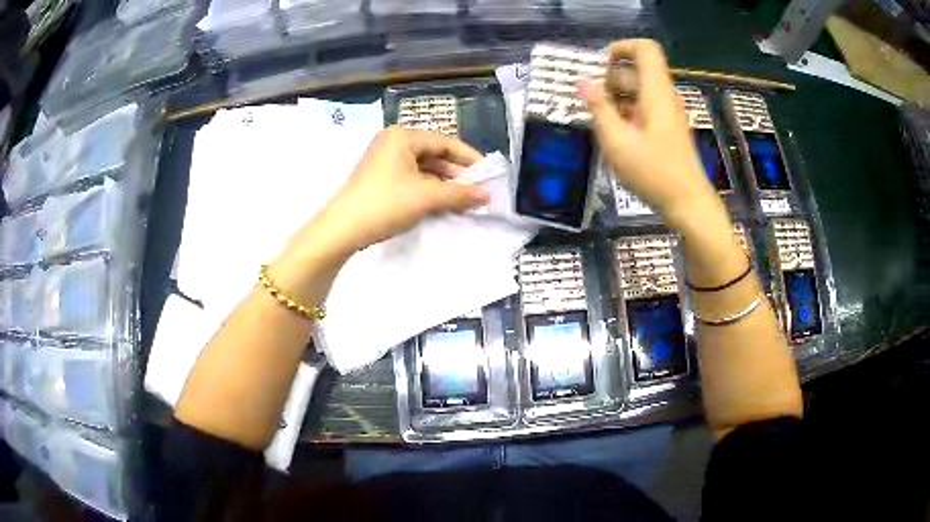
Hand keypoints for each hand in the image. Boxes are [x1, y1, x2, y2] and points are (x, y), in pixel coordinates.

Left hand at [317, 126, 488, 253]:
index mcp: (403, 136)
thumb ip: (460, 193)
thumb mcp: (426, 197)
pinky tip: (443, 204)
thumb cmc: (386, 204)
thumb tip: (487, 195)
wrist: (342, 230)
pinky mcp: (380, 179)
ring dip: (444, 184)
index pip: (445, 142)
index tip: (489, 174)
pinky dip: (429, 190)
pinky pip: (412, 179)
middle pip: (434, 154)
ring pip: (424, 168)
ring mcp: (384, 161)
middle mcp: (393, 143)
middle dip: (457, 174)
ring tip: (465, 201)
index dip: (470, 158)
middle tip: (479, 191)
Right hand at [579, 40, 721, 230]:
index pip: (645, 49)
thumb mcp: (618, 142)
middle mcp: (664, 97)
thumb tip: (582, 81)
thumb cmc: (654, 173)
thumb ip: (599, 108)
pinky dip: (625, 113)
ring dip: (614, 99)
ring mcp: (667, 113)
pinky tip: (612, 134)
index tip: (599, 65)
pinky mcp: (666, 128)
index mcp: (656, 92)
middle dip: (608, 79)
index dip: (621, 47)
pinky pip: (642, 108)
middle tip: (587, 101)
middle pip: (635, 71)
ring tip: (595, 121)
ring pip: (637, 91)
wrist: (687, 203)